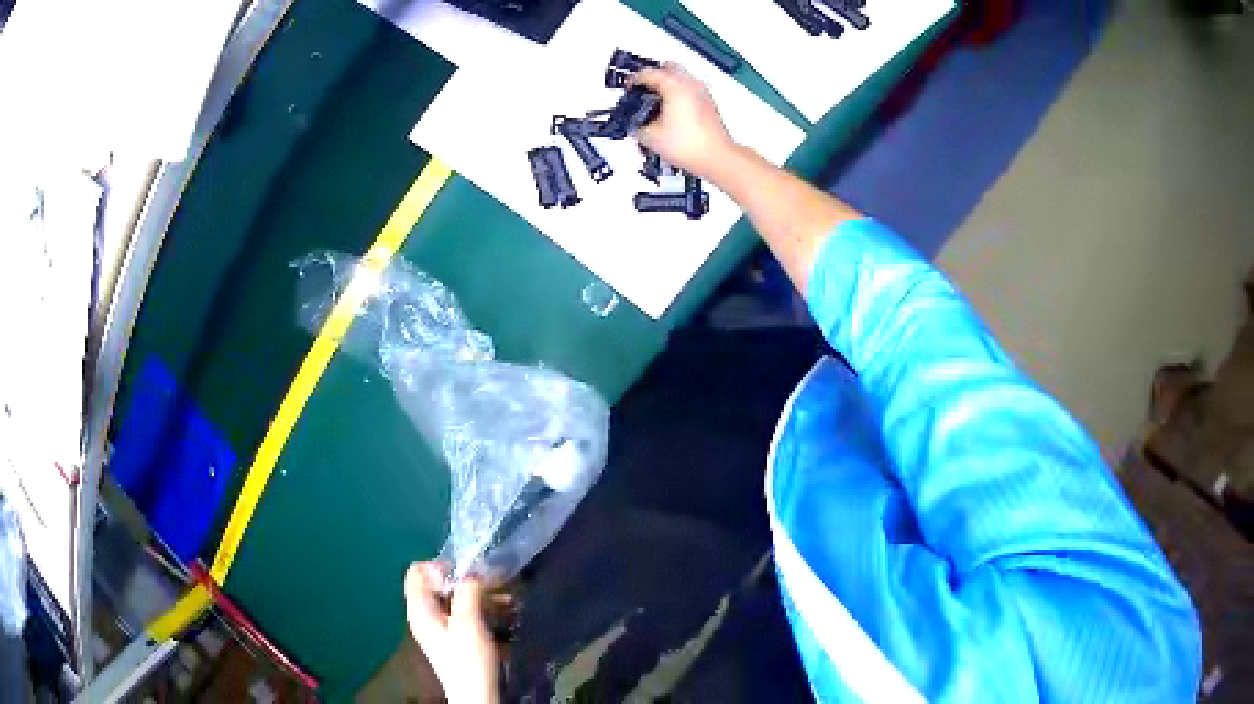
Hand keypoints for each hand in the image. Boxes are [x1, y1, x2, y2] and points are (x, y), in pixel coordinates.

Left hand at [404, 562, 499, 703]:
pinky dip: (481, 607)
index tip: (464, 573)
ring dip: (478, 594)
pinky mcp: (453, 636)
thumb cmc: (468, 658)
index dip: (438, 566)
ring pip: (453, 597)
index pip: (416, 571)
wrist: (476, 694)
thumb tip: (472, 571)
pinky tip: (505, 610)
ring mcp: (439, 626)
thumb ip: (467, 591)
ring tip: (507, 596)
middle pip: (437, 584)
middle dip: (465, 579)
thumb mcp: (468, 621)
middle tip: (491, 581)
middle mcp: (424, 614)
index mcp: (420, 608)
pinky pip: (463, 612)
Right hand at [631, 63, 736, 181]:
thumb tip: (636, 124)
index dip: (633, 80)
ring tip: (655, 100)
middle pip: (668, 67)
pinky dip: (678, 93)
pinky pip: (690, 89)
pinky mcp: (708, 103)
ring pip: (681, 77)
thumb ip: (638, 126)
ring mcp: (702, 93)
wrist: (716, 157)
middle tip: (642, 88)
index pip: (648, 73)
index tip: (627, 87)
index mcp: (675, 86)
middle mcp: (691, 84)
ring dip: (667, 84)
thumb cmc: (690, 145)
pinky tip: (670, 110)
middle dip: (653, 76)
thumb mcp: (651, 137)